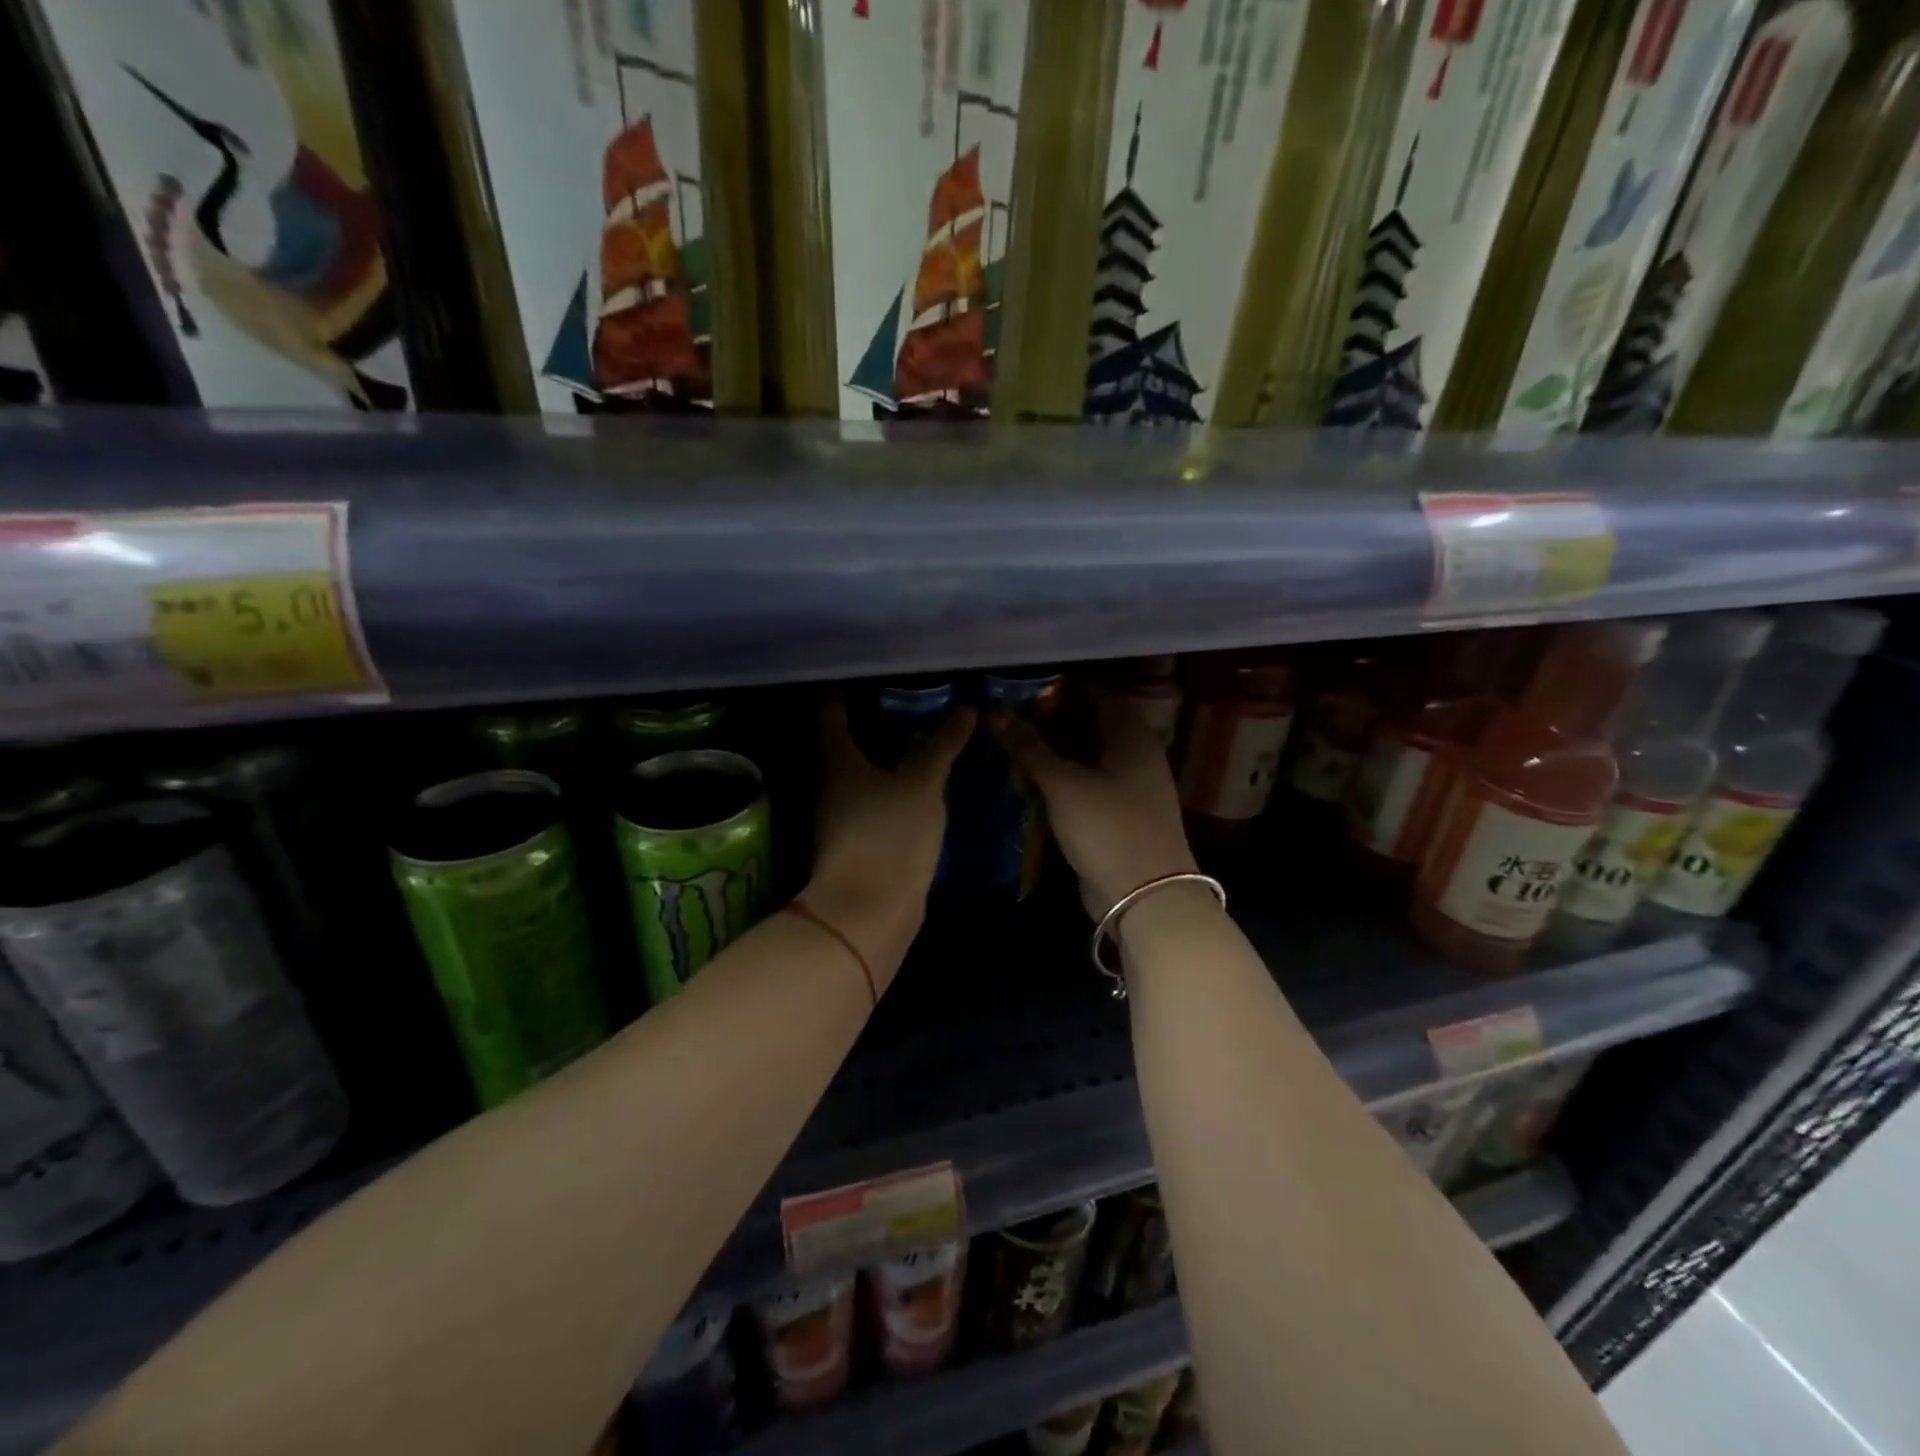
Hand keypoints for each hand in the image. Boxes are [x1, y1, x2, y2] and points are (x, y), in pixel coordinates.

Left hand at [807, 694, 975, 988]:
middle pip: (839, 734)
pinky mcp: (852, 834)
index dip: (846, 683)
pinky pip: (868, 790)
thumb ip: (941, 745)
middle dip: (870, 713)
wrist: (869, 911)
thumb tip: (966, 707)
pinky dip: (886, 776)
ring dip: (880, 746)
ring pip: (855, 765)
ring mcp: (837, 809)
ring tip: (917, 727)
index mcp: (833, 757)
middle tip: (908, 693)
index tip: (877, 668)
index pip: (828, 706)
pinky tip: (914, 773)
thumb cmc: (889, 836)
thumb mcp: (922, 784)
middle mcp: (826, 778)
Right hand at [994, 696, 1197, 913]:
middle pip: (1090, 725)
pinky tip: (1030, 782)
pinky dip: (1062, 780)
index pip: (1096, 694)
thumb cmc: (1107, 827)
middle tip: (1008, 720)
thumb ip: (1029, 747)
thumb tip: (994, 713)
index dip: (1059, 690)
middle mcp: (1136, 754)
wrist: (1145, 896)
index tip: (1020, 691)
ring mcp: (1129, 786)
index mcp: (1132, 735)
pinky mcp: (1118, 814)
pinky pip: (1087, 785)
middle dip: (1050, 722)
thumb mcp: (1063, 784)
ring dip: (1053, 753)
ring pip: (1086, 757)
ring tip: (1011, 747)